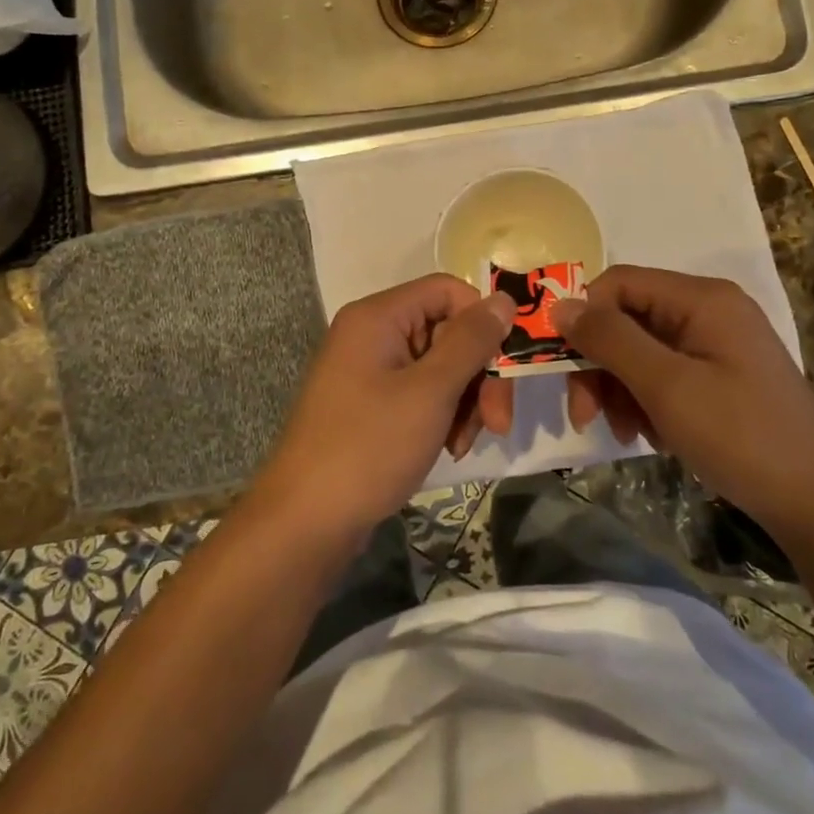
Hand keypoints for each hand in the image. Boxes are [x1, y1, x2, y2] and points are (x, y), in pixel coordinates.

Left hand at [250, 275, 514, 541]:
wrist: (306, 522)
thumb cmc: (369, 447)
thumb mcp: (430, 391)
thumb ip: (471, 341)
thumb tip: (506, 299)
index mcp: (378, 317)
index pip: (448, 290)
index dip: (482, 321)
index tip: (507, 364)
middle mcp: (372, 334)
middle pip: (447, 331)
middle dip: (479, 374)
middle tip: (498, 422)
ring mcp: (370, 371)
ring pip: (440, 366)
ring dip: (464, 401)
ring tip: (464, 444)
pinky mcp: (371, 405)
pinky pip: (421, 393)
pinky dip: (442, 416)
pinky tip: (449, 449)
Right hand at [551, 265, 813, 517]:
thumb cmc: (739, 435)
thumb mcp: (667, 386)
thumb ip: (611, 340)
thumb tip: (559, 306)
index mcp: (702, 299)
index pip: (619, 284)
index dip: (584, 318)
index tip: (562, 366)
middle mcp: (708, 310)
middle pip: (628, 319)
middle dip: (600, 365)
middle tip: (585, 416)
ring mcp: (716, 343)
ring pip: (641, 350)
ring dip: (620, 389)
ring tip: (627, 432)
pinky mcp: (720, 374)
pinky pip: (664, 373)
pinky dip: (646, 401)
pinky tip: (651, 435)